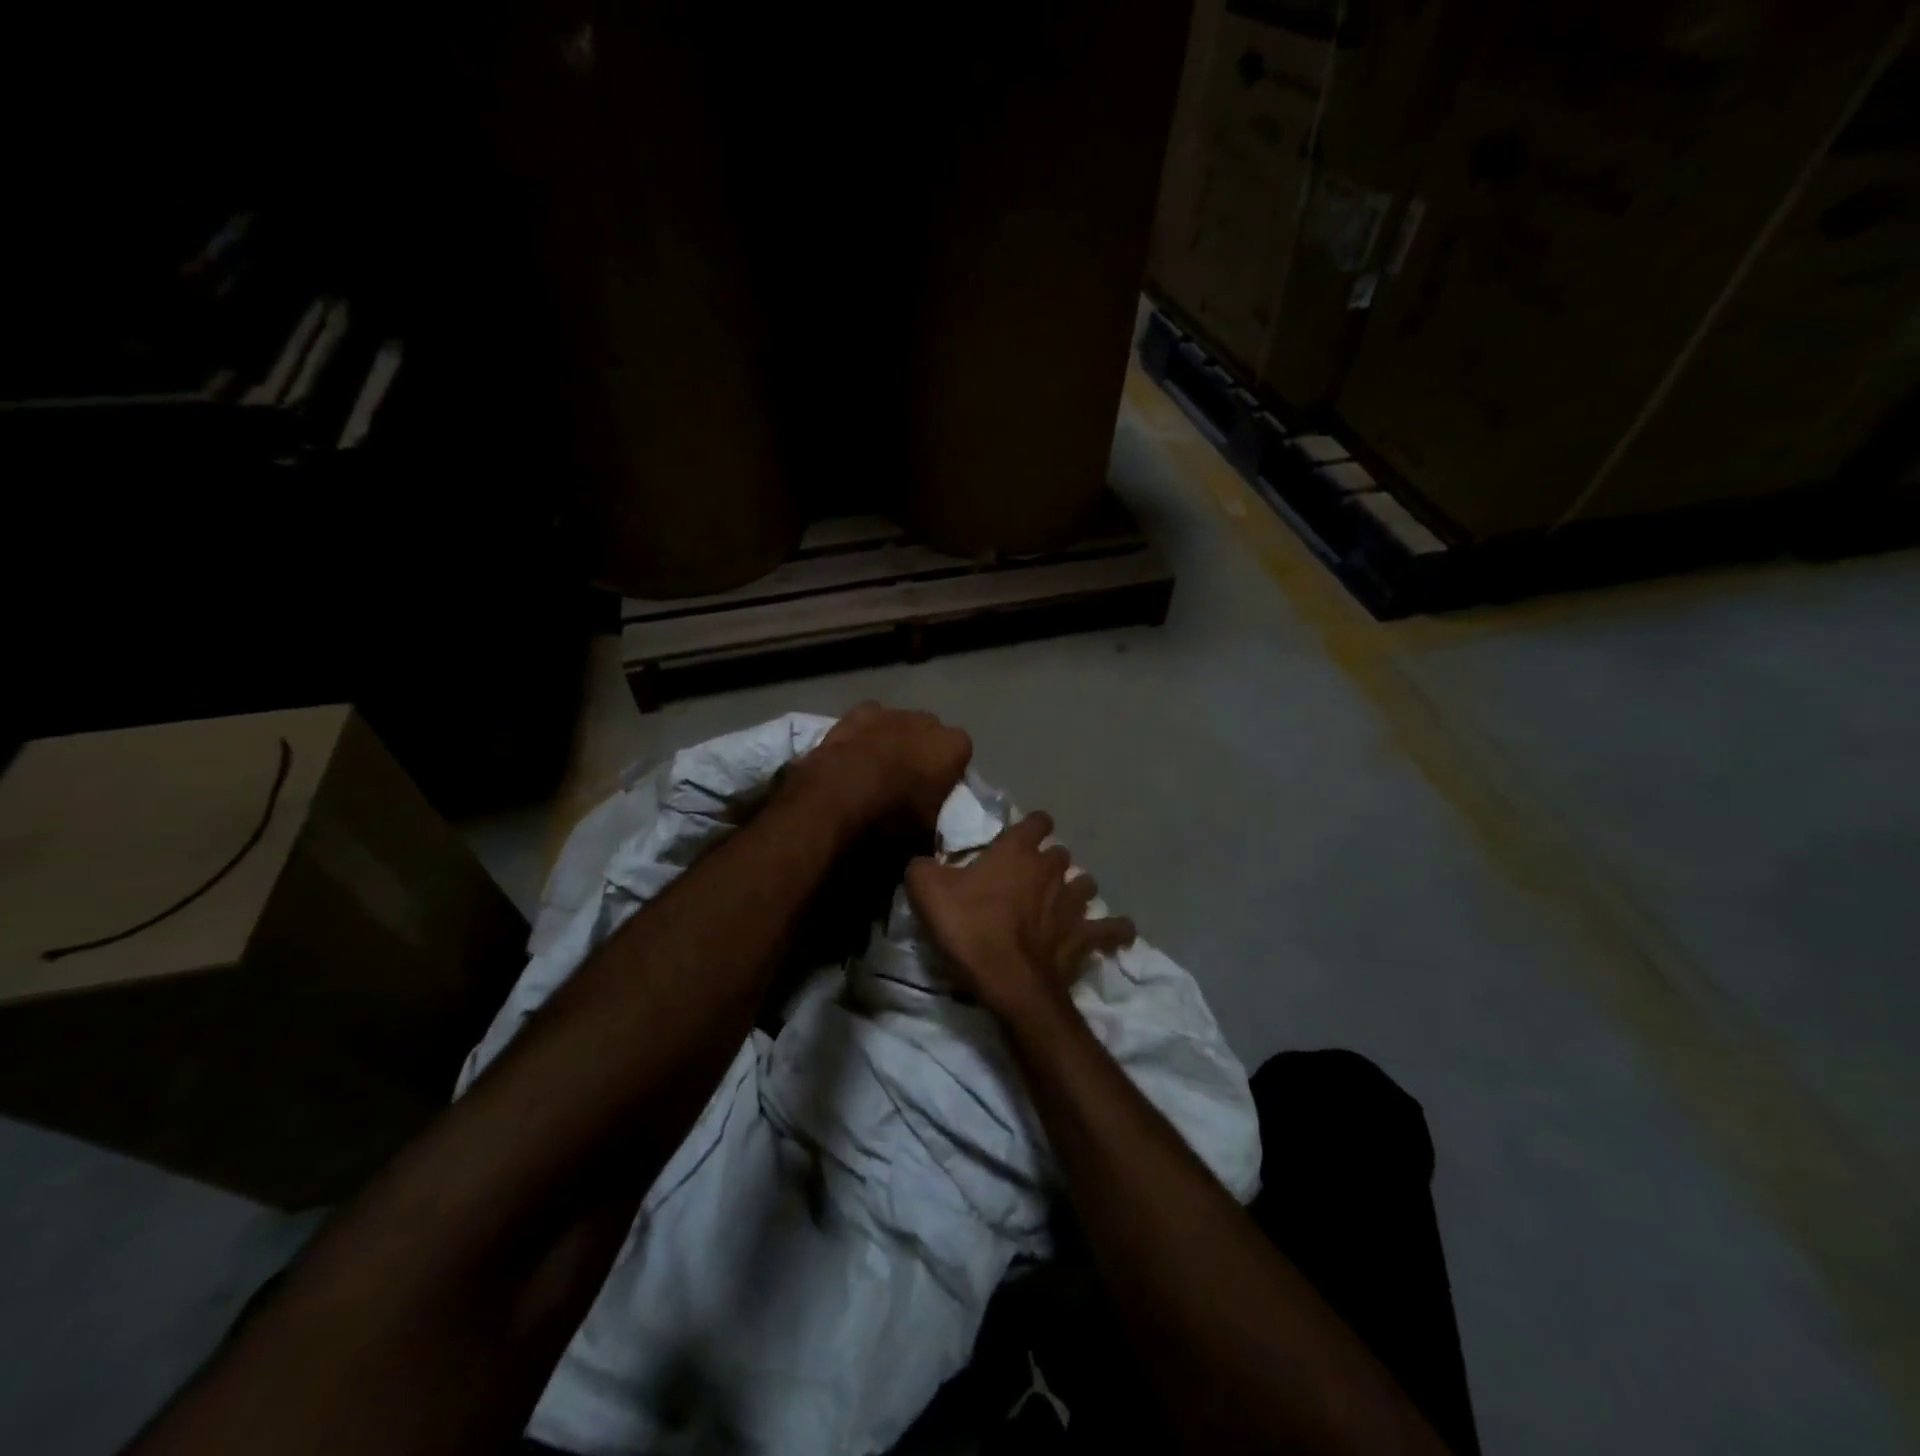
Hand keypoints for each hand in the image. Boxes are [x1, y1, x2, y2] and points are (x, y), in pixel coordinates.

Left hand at [787, 703, 972, 835]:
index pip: (961, 753)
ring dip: (893, 740)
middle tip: (907, 780)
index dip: (948, 770)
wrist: (838, 799)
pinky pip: (868, 719)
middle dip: (921, 750)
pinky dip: (864, 733)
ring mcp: (891, 714)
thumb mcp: (924, 837)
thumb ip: (933, 827)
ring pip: (899, 723)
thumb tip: (928, 837)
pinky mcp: (857, 713)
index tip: (936, 789)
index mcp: (953, 748)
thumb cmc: (892, 818)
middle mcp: (927, 722)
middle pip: (930, 733)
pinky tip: (854, 752)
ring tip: (875, 769)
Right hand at [906, 811, 1135, 1020]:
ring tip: (1063, 903)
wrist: (1007, 980)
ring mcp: (1073, 903)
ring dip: (1076, 890)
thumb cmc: (969, 927)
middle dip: (1049, 862)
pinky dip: (1115, 931)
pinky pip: (1111, 930)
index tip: (1020, 838)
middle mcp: (1051, 869)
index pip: (1036, 821)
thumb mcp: (925, 890)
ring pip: (1085, 884)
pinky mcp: (1085, 937)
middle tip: (1030, 879)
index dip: (1031, 827)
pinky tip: (1117, 933)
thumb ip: (922, 866)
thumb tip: (922, 861)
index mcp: (1017, 850)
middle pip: (1060, 854)